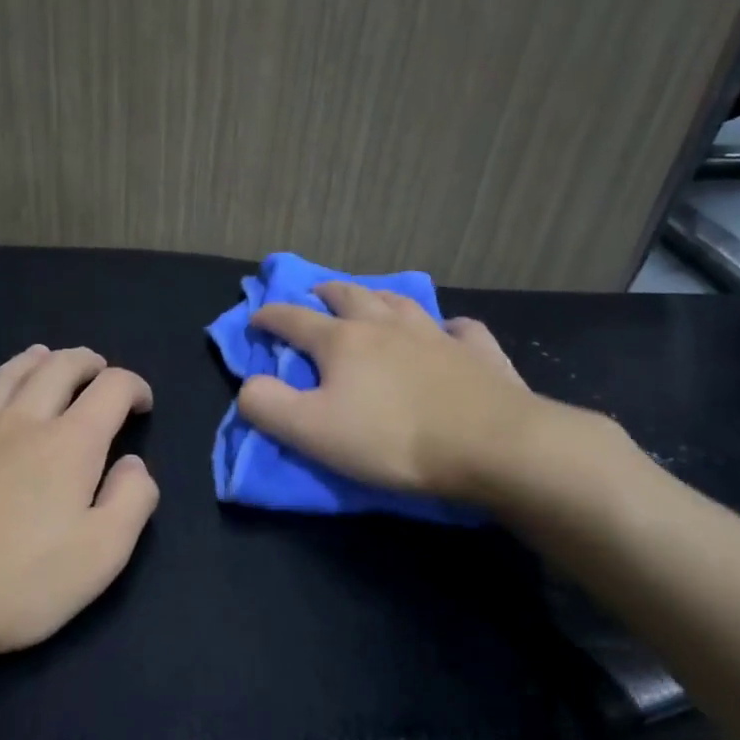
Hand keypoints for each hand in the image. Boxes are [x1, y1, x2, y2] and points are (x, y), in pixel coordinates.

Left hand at [0, 346, 158, 671]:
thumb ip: (131, 501)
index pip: (111, 390)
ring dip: (27, 362)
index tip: (142, 405)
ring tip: (40, 356)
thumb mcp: (101, 555)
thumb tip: (134, 464)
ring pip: (0, 379)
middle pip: (56, 369)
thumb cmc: (15, 584)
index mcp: (69, 445)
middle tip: (97, 369)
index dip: (134, 387)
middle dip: (84, 362)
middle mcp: (18, 423)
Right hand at [237, 282, 611, 510]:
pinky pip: (460, 329)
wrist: (489, 445)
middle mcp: (387, 326)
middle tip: (314, 296)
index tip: (256, 318)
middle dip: (325, 294)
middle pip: (349, 297)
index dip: (269, 317)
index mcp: (343, 341)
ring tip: (370, 301)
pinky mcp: (478, 354)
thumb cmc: (390, 439)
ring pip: (400, 302)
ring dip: (377, 298)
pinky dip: (447, 326)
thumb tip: (249, 385)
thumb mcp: (310, 431)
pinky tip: (449, 331)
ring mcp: (436, 336)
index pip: (294, 320)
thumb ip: (268, 406)